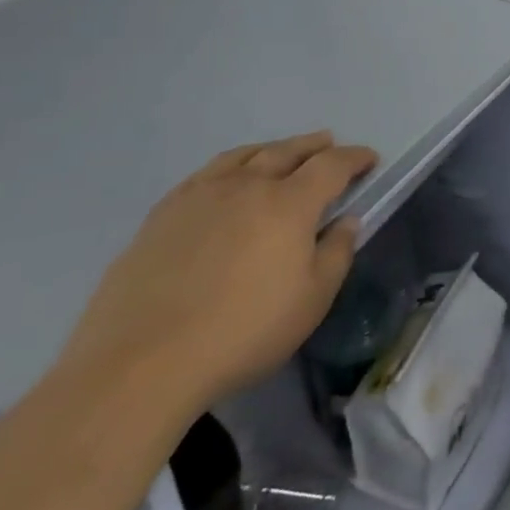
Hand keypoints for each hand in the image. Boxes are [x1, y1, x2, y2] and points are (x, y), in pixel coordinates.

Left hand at [57, 132, 377, 412]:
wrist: (139, 366)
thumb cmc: (241, 334)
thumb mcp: (311, 302)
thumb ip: (336, 254)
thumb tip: (346, 221)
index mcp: (290, 203)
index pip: (332, 165)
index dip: (355, 158)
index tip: (370, 159)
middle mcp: (248, 185)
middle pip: (288, 151)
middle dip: (314, 145)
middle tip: (329, 143)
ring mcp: (200, 196)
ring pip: (245, 155)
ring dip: (272, 149)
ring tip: (281, 152)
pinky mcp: (162, 215)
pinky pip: (206, 174)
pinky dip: (230, 166)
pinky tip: (226, 179)